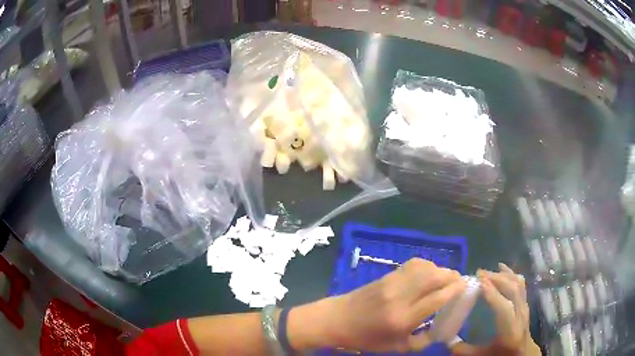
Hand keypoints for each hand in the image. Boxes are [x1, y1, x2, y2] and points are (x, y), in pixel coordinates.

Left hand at [294, 258, 465, 352]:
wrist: (337, 319)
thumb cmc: (366, 338)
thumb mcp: (396, 348)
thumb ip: (423, 341)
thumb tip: (442, 330)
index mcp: (403, 318)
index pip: (438, 297)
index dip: (456, 289)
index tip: (466, 287)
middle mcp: (400, 296)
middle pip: (435, 276)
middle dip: (452, 276)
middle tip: (459, 282)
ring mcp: (392, 282)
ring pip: (425, 267)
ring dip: (441, 269)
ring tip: (446, 278)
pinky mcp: (387, 275)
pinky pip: (413, 264)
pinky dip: (427, 266)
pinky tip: (429, 274)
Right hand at [450, 263, 540, 355]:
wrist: (522, 351)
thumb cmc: (502, 353)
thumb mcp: (483, 354)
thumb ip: (465, 350)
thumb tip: (447, 341)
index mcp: (510, 329)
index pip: (503, 307)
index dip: (492, 293)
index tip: (479, 281)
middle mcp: (520, 313)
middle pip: (512, 290)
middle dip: (496, 279)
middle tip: (480, 273)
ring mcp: (524, 305)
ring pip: (517, 284)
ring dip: (503, 275)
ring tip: (488, 271)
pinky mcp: (525, 301)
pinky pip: (520, 283)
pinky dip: (511, 273)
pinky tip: (503, 268)